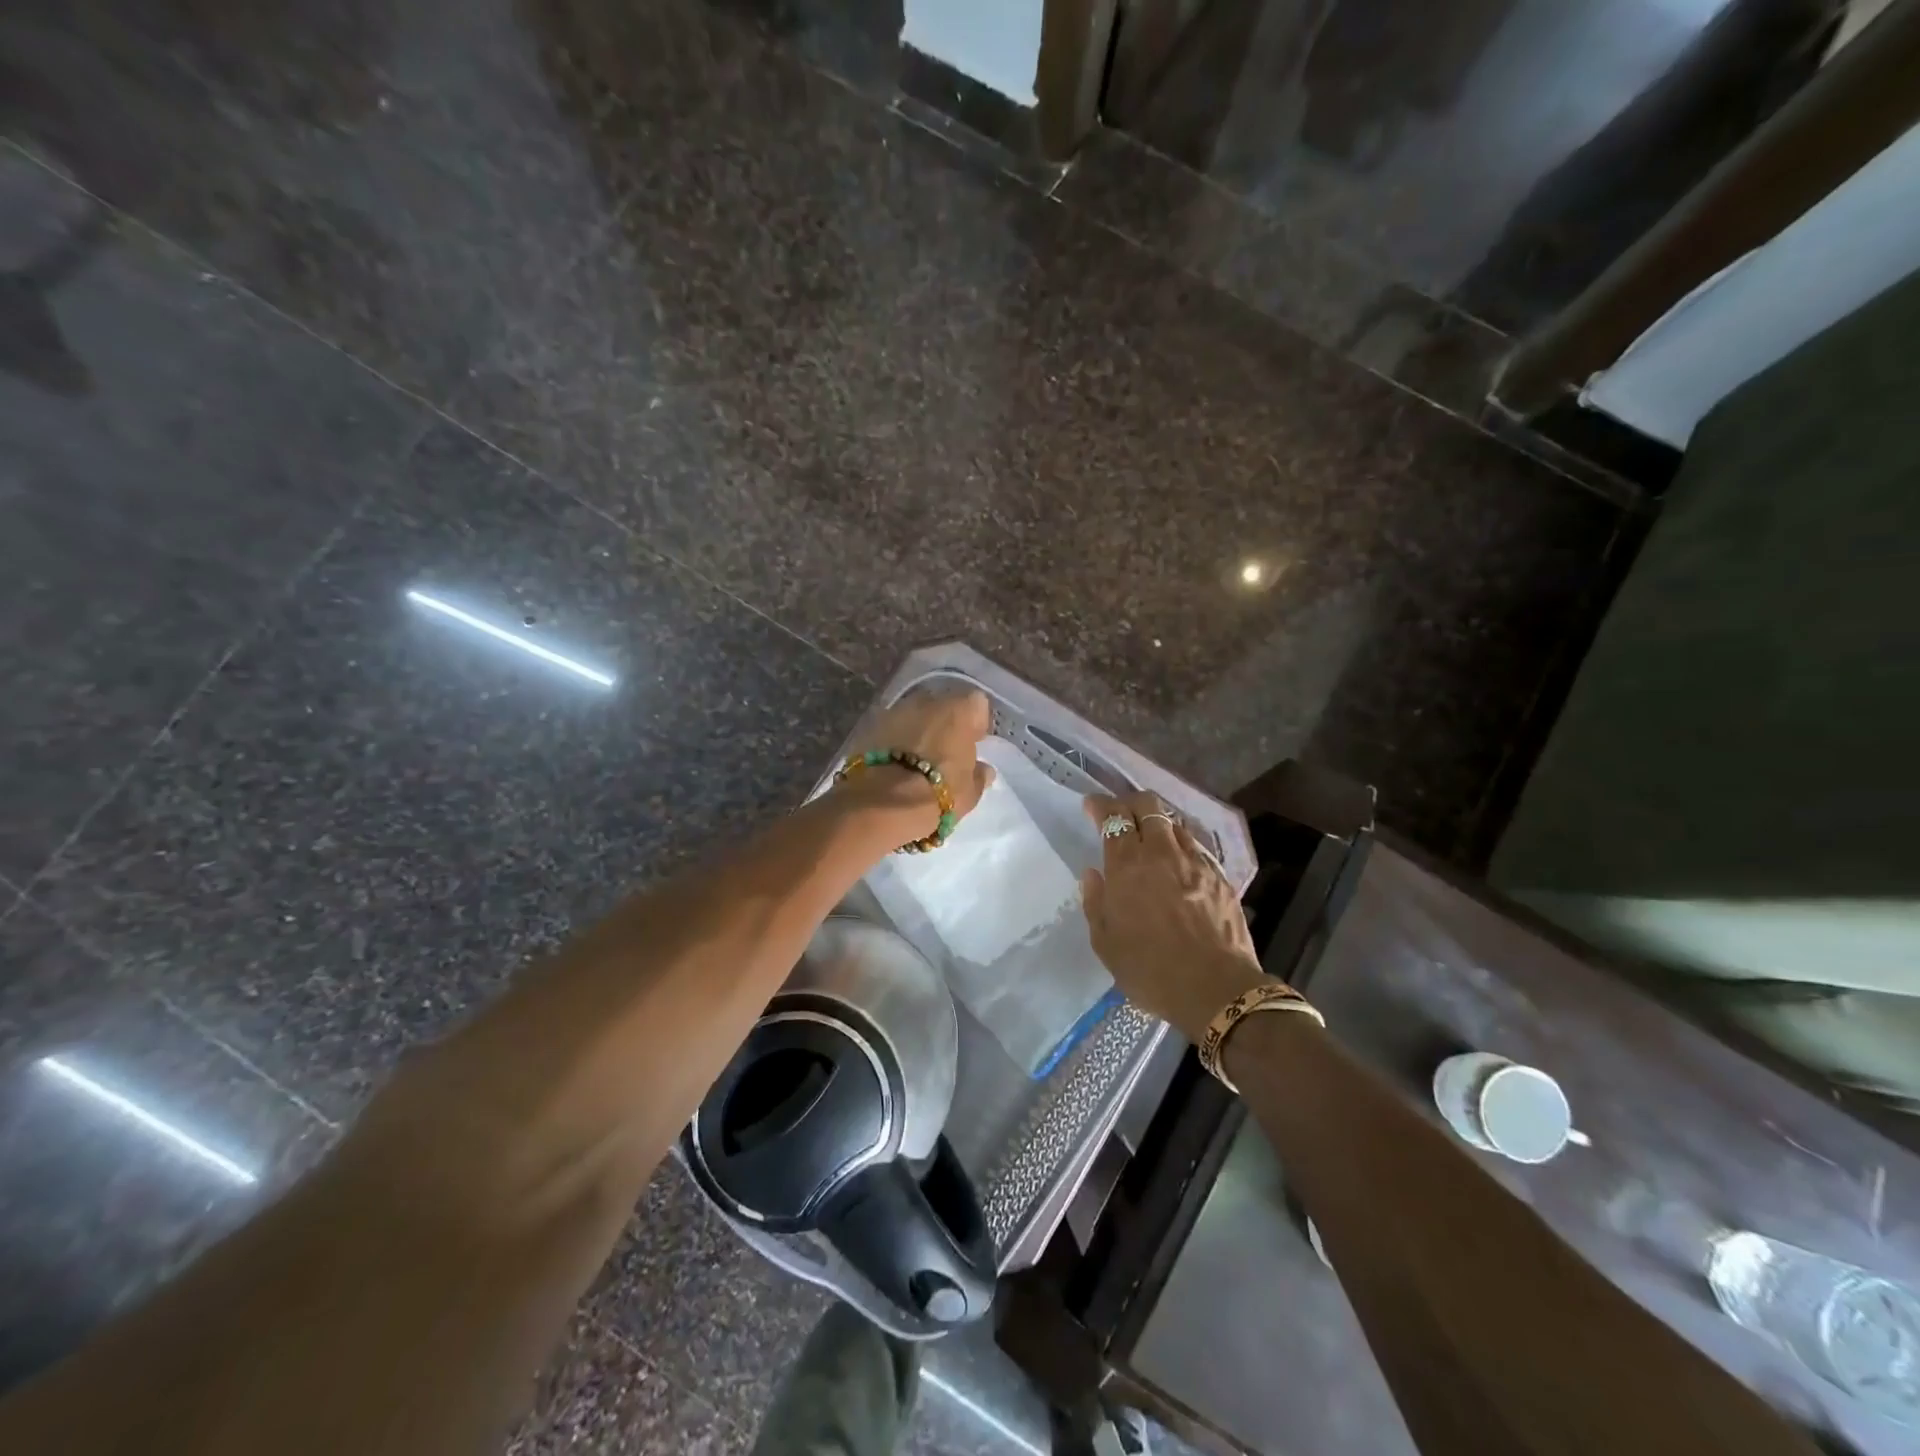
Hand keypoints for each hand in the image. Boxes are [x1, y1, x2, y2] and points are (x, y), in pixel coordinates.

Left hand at [844, 686, 995, 833]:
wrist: (882, 803)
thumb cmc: (938, 794)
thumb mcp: (970, 792)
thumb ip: (978, 775)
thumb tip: (983, 770)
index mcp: (960, 711)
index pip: (977, 705)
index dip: (976, 724)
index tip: (974, 743)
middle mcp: (929, 701)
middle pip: (943, 706)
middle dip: (945, 723)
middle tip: (945, 751)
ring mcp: (896, 710)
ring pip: (915, 715)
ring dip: (918, 730)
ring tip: (918, 758)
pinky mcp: (870, 725)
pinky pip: (892, 728)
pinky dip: (895, 740)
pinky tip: (895, 762)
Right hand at [1080, 791, 1265, 1040]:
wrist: (1217, 990)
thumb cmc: (1151, 971)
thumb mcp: (1106, 944)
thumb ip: (1095, 902)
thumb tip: (1093, 874)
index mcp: (1128, 866)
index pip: (1114, 817)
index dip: (1101, 805)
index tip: (1092, 806)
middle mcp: (1162, 853)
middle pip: (1147, 805)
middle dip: (1130, 802)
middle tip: (1121, 815)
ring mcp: (1195, 862)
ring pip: (1174, 822)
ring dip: (1157, 823)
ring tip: (1150, 837)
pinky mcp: (1219, 876)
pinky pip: (1195, 847)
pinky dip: (1180, 845)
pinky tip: (1178, 863)